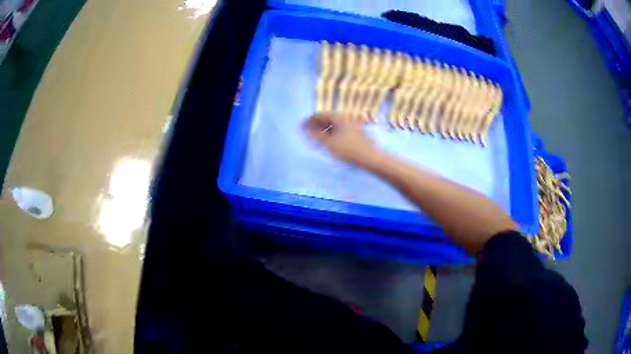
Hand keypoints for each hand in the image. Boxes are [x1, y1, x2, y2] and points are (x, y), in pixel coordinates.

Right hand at [303, 113, 378, 166]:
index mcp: (338, 117)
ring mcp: (352, 124)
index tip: (301, 126)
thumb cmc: (348, 149)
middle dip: (317, 124)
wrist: (369, 157)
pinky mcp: (356, 132)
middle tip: (307, 132)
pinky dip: (332, 133)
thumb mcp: (329, 143)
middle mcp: (345, 117)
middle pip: (327, 118)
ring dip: (324, 129)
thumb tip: (306, 130)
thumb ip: (316, 135)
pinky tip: (329, 141)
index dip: (310, 120)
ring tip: (316, 137)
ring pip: (334, 124)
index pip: (320, 115)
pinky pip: (340, 129)